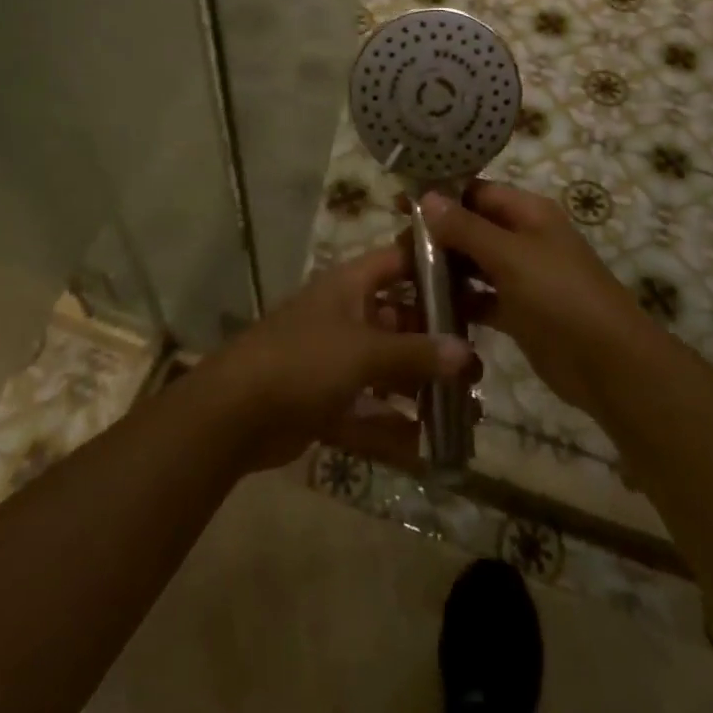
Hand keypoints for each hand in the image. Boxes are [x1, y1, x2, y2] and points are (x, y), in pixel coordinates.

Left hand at [198, 245, 477, 473]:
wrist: (234, 413)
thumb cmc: (304, 360)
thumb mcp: (364, 351)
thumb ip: (416, 353)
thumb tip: (467, 354)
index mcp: (350, 286)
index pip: (399, 261)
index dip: (434, 266)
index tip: (476, 280)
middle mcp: (345, 317)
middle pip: (399, 320)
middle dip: (436, 341)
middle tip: (478, 364)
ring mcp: (334, 361)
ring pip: (387, 370)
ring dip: (421, 389)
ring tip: (467, 410)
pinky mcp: (325, 403)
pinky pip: (368, 413)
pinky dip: (393, 429)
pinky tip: (429, 450)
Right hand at [421, 180, 652, 423]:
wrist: (609, 364)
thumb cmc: (560, 296)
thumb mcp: (510, 256)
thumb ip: (466, 228)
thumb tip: (427, 197)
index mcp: (529, 212)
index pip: (477, 192)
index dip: (440, 195)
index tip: (400, 204)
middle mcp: (524, 238)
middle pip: (472, 227)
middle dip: (437, 235)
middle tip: (396, 249)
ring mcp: (522, 276)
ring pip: (474, 264)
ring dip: (444, 269)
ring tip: (403, 278)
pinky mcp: (518, 312)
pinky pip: (481, 298)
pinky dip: (459, 301)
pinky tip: (427, 310)